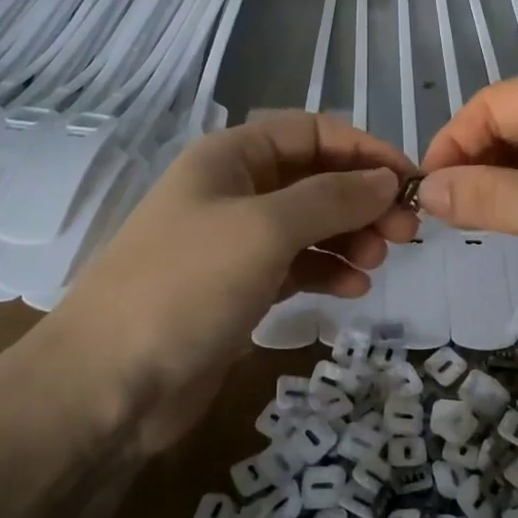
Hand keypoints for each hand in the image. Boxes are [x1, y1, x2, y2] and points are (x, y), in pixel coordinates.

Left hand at [51, 114, 417, 447]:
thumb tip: (386, 179)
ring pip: (309, 224)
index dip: (363, 150)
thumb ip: (332, 197)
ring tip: (379, 260)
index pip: (312, 132)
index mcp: (231, 157)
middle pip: (314, 178)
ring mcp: (235, 241)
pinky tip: (354, 289)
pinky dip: (327, 271)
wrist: (107, 384)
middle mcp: (234, 189)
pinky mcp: (238, 288)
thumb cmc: (187, 285)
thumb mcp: (266, 228)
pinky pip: (296, 265)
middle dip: (362, 199)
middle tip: (406, 232)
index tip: (410, 180)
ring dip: (349, 236)